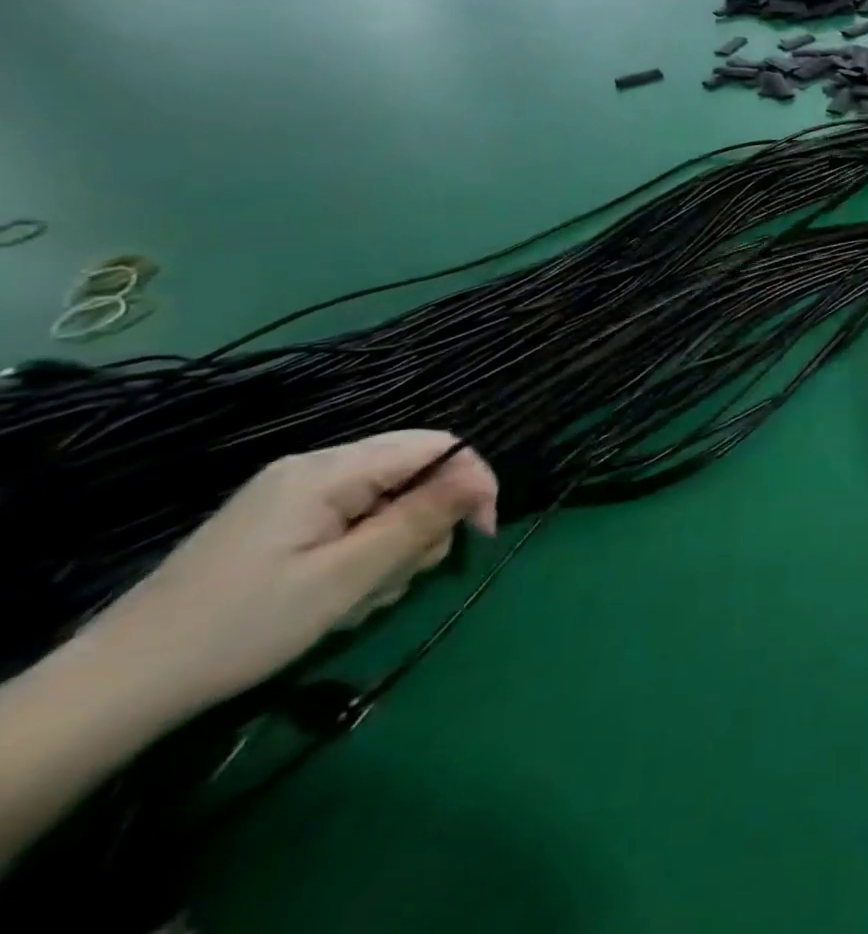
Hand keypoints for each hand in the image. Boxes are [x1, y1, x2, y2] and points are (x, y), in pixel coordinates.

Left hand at [85, 432, 497, 718]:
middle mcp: (315, 468)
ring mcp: (294, 496)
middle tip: (402, 578)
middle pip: (412, 472)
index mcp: (329, 470)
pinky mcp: (281, 524)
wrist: (115, 689)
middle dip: (425, 523)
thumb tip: (480, 479)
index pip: (434, 446)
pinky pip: (353, 520)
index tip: (482, 534)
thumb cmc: (240, 629)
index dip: (471, 481)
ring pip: (387, 500)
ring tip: (362, 597)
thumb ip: (418, 520)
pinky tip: (339, 595)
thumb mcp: (345, 578)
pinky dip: (364, 554)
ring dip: (394, 547)